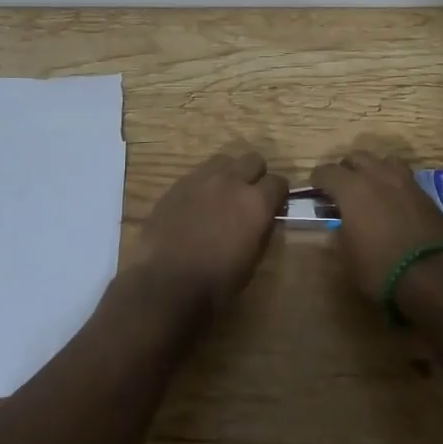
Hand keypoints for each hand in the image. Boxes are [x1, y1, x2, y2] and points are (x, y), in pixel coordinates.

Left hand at [129, 148, 283, 319]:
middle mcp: (232, 181)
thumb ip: (259, 231)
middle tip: (250, 196)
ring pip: (224, 160)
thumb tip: (261, 219)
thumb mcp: (251, 262)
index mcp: (256, 203)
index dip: (278, 194)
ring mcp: (202, 178)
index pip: (278, 182)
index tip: (275, 205)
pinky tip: (198, 203)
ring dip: (229, 173)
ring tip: (223, 194)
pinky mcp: (178, 184)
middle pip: (253, 160)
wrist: (164, 282)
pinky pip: (199, 173)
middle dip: (256, 175)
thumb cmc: (214, 283)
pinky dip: (205, 183)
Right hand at [309, 151, 442, 301]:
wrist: (434, 275)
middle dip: (346, 169)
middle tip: (341, 188)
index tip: (315, 189)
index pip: (327, 171)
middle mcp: (377, 175)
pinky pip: (403, 176)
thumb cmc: (381, 268)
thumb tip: (341, 223)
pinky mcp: (424, 193)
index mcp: (352, 188)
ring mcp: (404, 181)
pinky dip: (393, 182)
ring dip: (373, 169)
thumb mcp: (348, 256)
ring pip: (383, 160)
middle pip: (356, 157)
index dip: (318, 179)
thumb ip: (340, 232)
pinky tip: (393, 200)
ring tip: (370, 187)